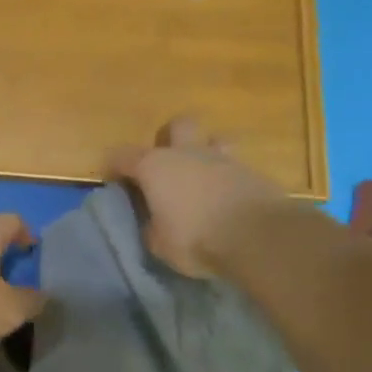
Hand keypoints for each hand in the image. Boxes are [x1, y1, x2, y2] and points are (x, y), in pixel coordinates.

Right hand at [105, 118, 287, 277]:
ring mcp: (224, 159)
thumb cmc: (197, 238)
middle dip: (171, 138)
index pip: (122, 155)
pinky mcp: (254, 174)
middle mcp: (188, 153)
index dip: (114, 166)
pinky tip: (230, 200)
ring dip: (207, 153)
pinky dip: (230, 180)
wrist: (259, 237)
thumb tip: (153, 223)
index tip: (112, 181)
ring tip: (204, 178)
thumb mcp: (160, 245)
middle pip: (178, 126)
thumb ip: (151, 228)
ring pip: (214, 140)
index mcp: (155, 166)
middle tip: (168, 164)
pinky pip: (237, 168)